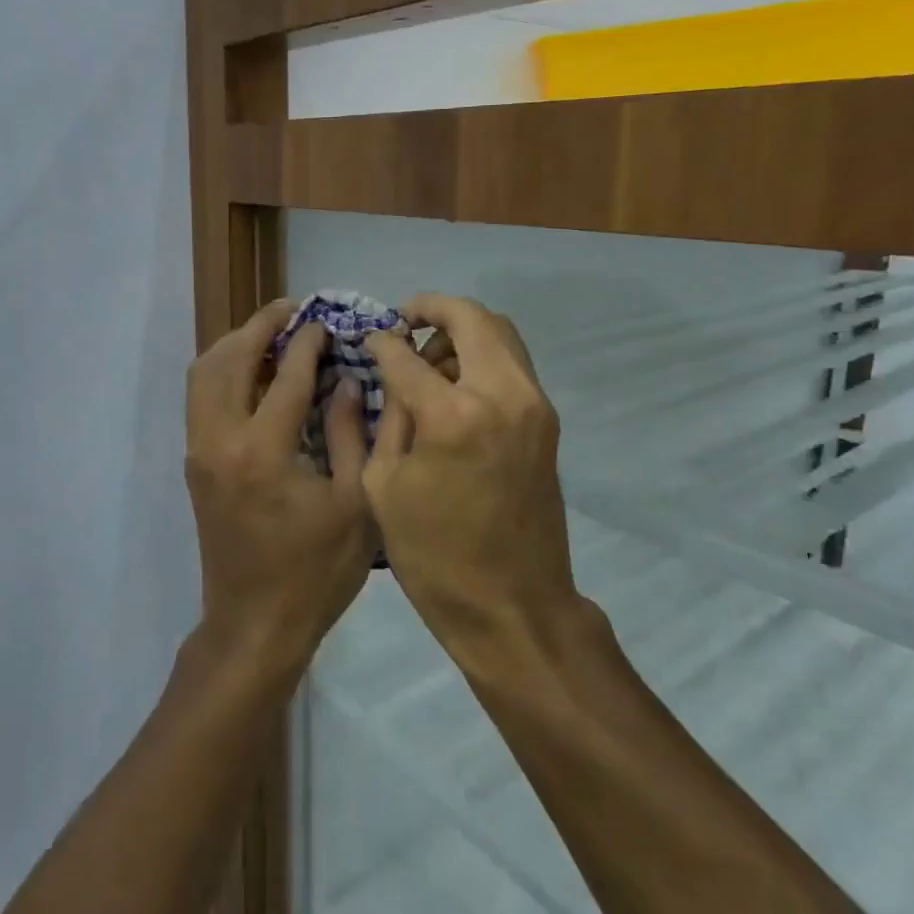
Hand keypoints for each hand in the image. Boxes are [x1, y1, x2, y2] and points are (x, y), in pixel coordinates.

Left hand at [185, 299, 377, 674]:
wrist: (254, 625)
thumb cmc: (315, 572)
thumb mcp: (355, 505)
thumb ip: (354, 436)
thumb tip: (347, 383)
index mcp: (263, 452)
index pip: (286, 376)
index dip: (308, 343)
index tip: (326, 321)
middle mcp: (220, 441)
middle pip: (229, 360)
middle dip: (260, 327)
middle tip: (293, 311)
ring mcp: (199, 451)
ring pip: (204, 374)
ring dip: (235, 345)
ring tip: (272, 334)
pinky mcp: (195, 463)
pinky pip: (200, 397)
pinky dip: (223, 371)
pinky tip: (254, 372)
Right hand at [363, 294, 582, 658]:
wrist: (513, 605)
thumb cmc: (434, 556)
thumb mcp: (385, 485)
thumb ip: (389, 417)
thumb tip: (393, 373)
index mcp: (454, 416)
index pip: (407, 355)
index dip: (381, 342)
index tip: (367, 339)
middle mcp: (503, 394)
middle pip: (472, 318)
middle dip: (433, 308)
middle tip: (404, 321)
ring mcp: (534, 405)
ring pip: (501, 333)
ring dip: (462, 330)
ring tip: (428, 357)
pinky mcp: (546, 421)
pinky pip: (513, 363)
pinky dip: (483, 355)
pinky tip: (454, 382)